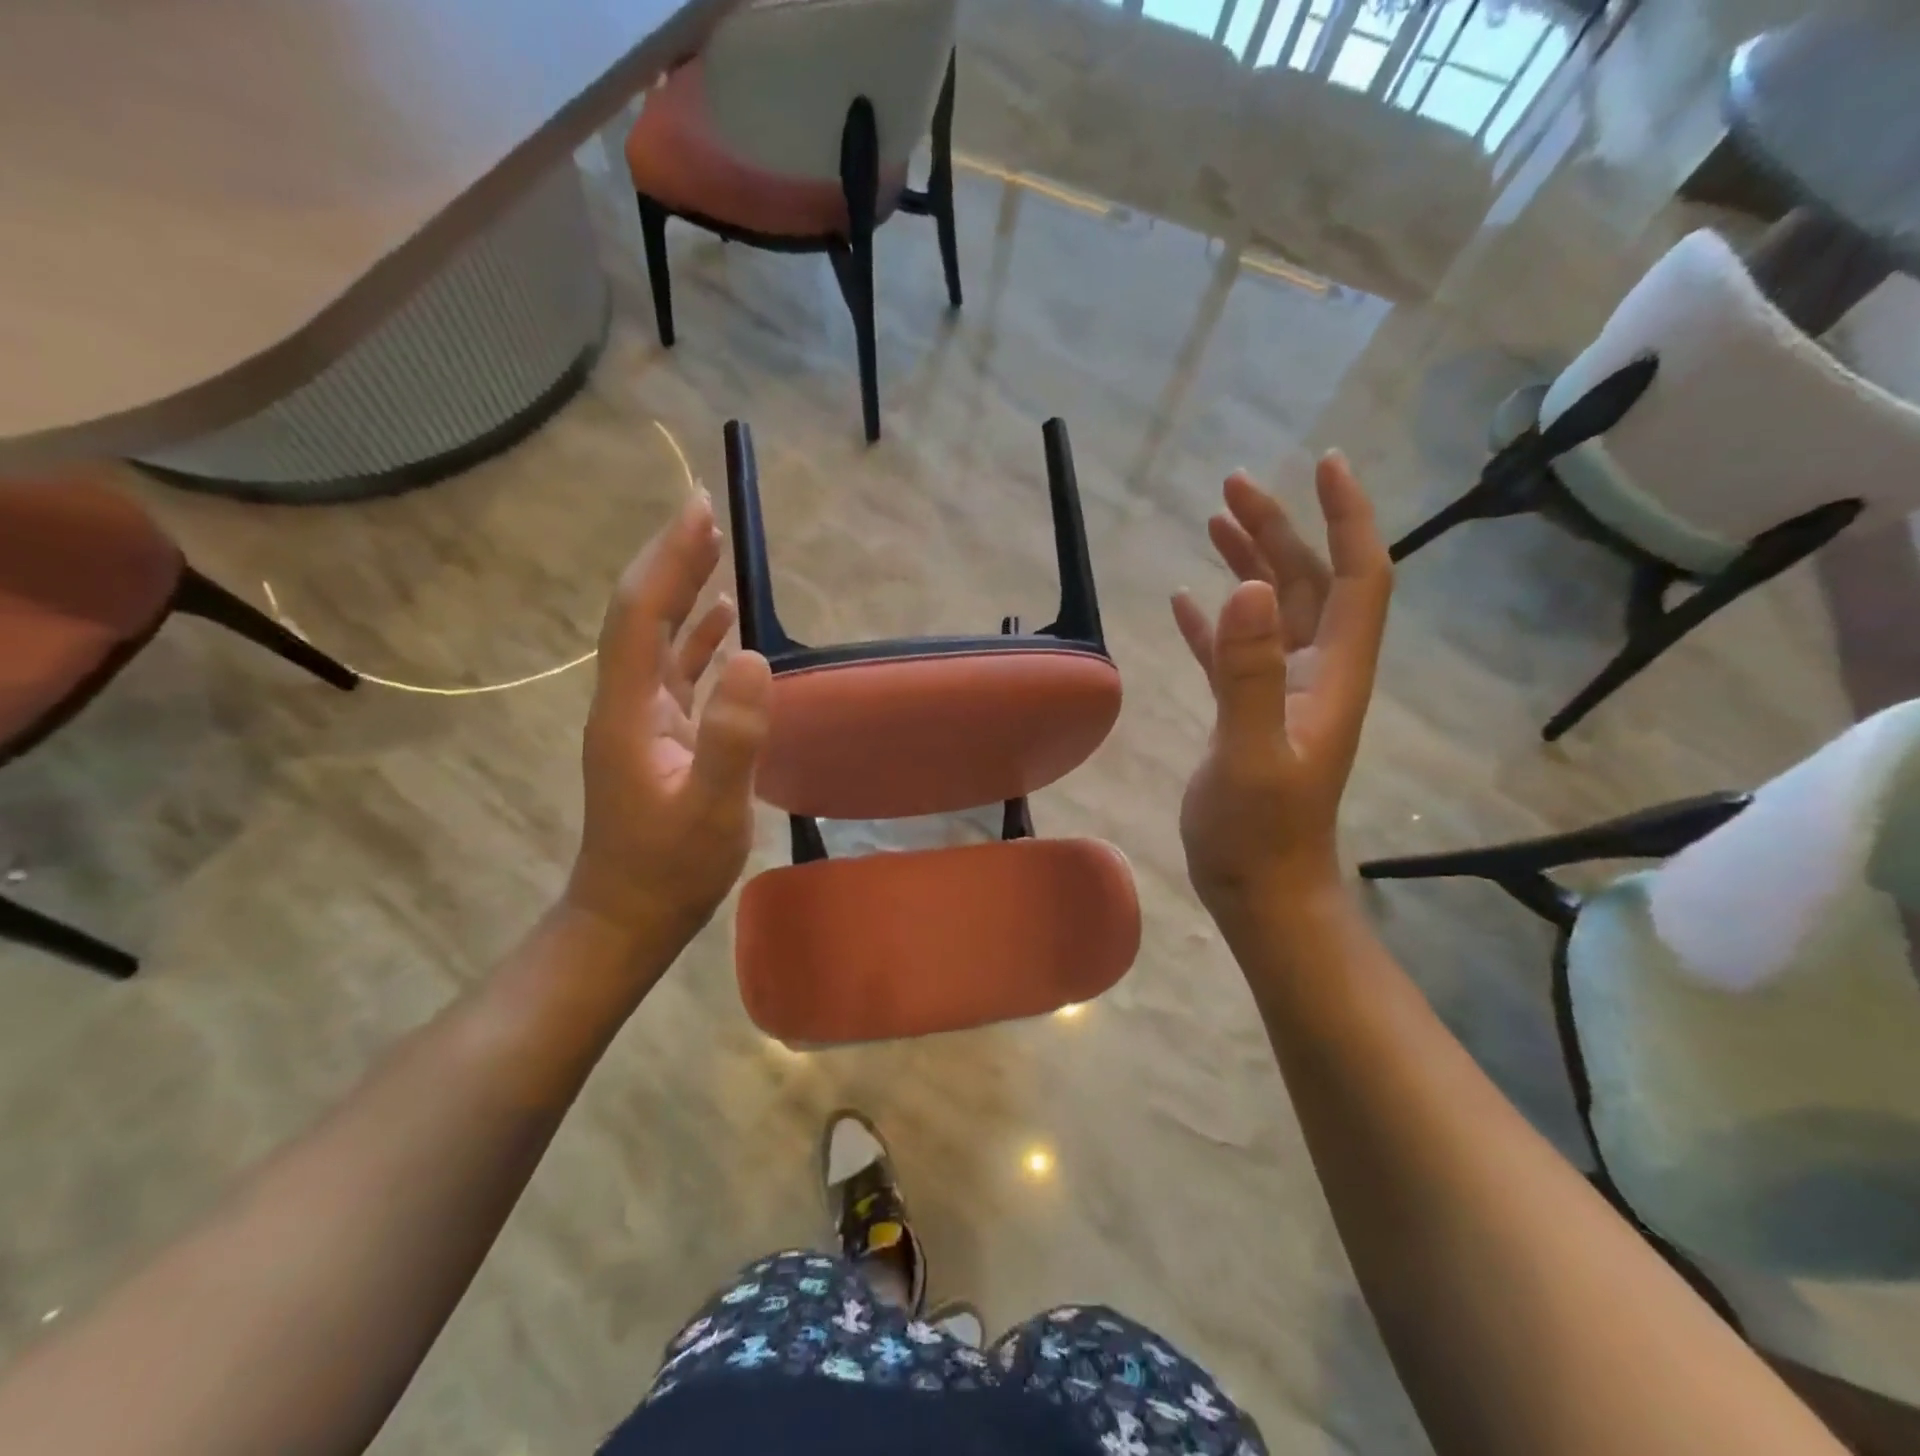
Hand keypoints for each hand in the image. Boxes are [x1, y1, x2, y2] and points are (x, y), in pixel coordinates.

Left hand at [565, 493, 771, 956]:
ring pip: (659, 640)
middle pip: (643, 615)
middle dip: (672, 561)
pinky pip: (677, 672)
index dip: (668, 560)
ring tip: (714, 550)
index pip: (641, 615)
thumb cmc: (669, 870)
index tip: (700, 511)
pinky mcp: (660, 737)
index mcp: (629, 710)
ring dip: (683, 593)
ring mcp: (642, 720)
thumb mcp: (710, 810)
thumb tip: (754, 656)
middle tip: (706, 513)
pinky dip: (698, 640)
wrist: (628, 918)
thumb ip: (732, 735)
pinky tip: (723, 625)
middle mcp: (627, 703)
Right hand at [1171, 456, 1391, 918]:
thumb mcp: (1251, 754)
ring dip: (1248, 563)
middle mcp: (1315, 672)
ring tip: (1212, 523)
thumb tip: (1247, 586)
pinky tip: (1185, 600)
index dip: (1346, 517)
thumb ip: (1248, 674)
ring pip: (1271, 610)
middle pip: (1307, 582)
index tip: (1323, 464)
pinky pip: (1233, 651)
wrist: (1260, 889)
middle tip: (1231, 487)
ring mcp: (1280, 692)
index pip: (1357, 576)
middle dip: (1278, 528)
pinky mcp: (1246, 713)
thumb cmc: (1261, 832)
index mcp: (1332, 672)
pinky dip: (1213, 621)